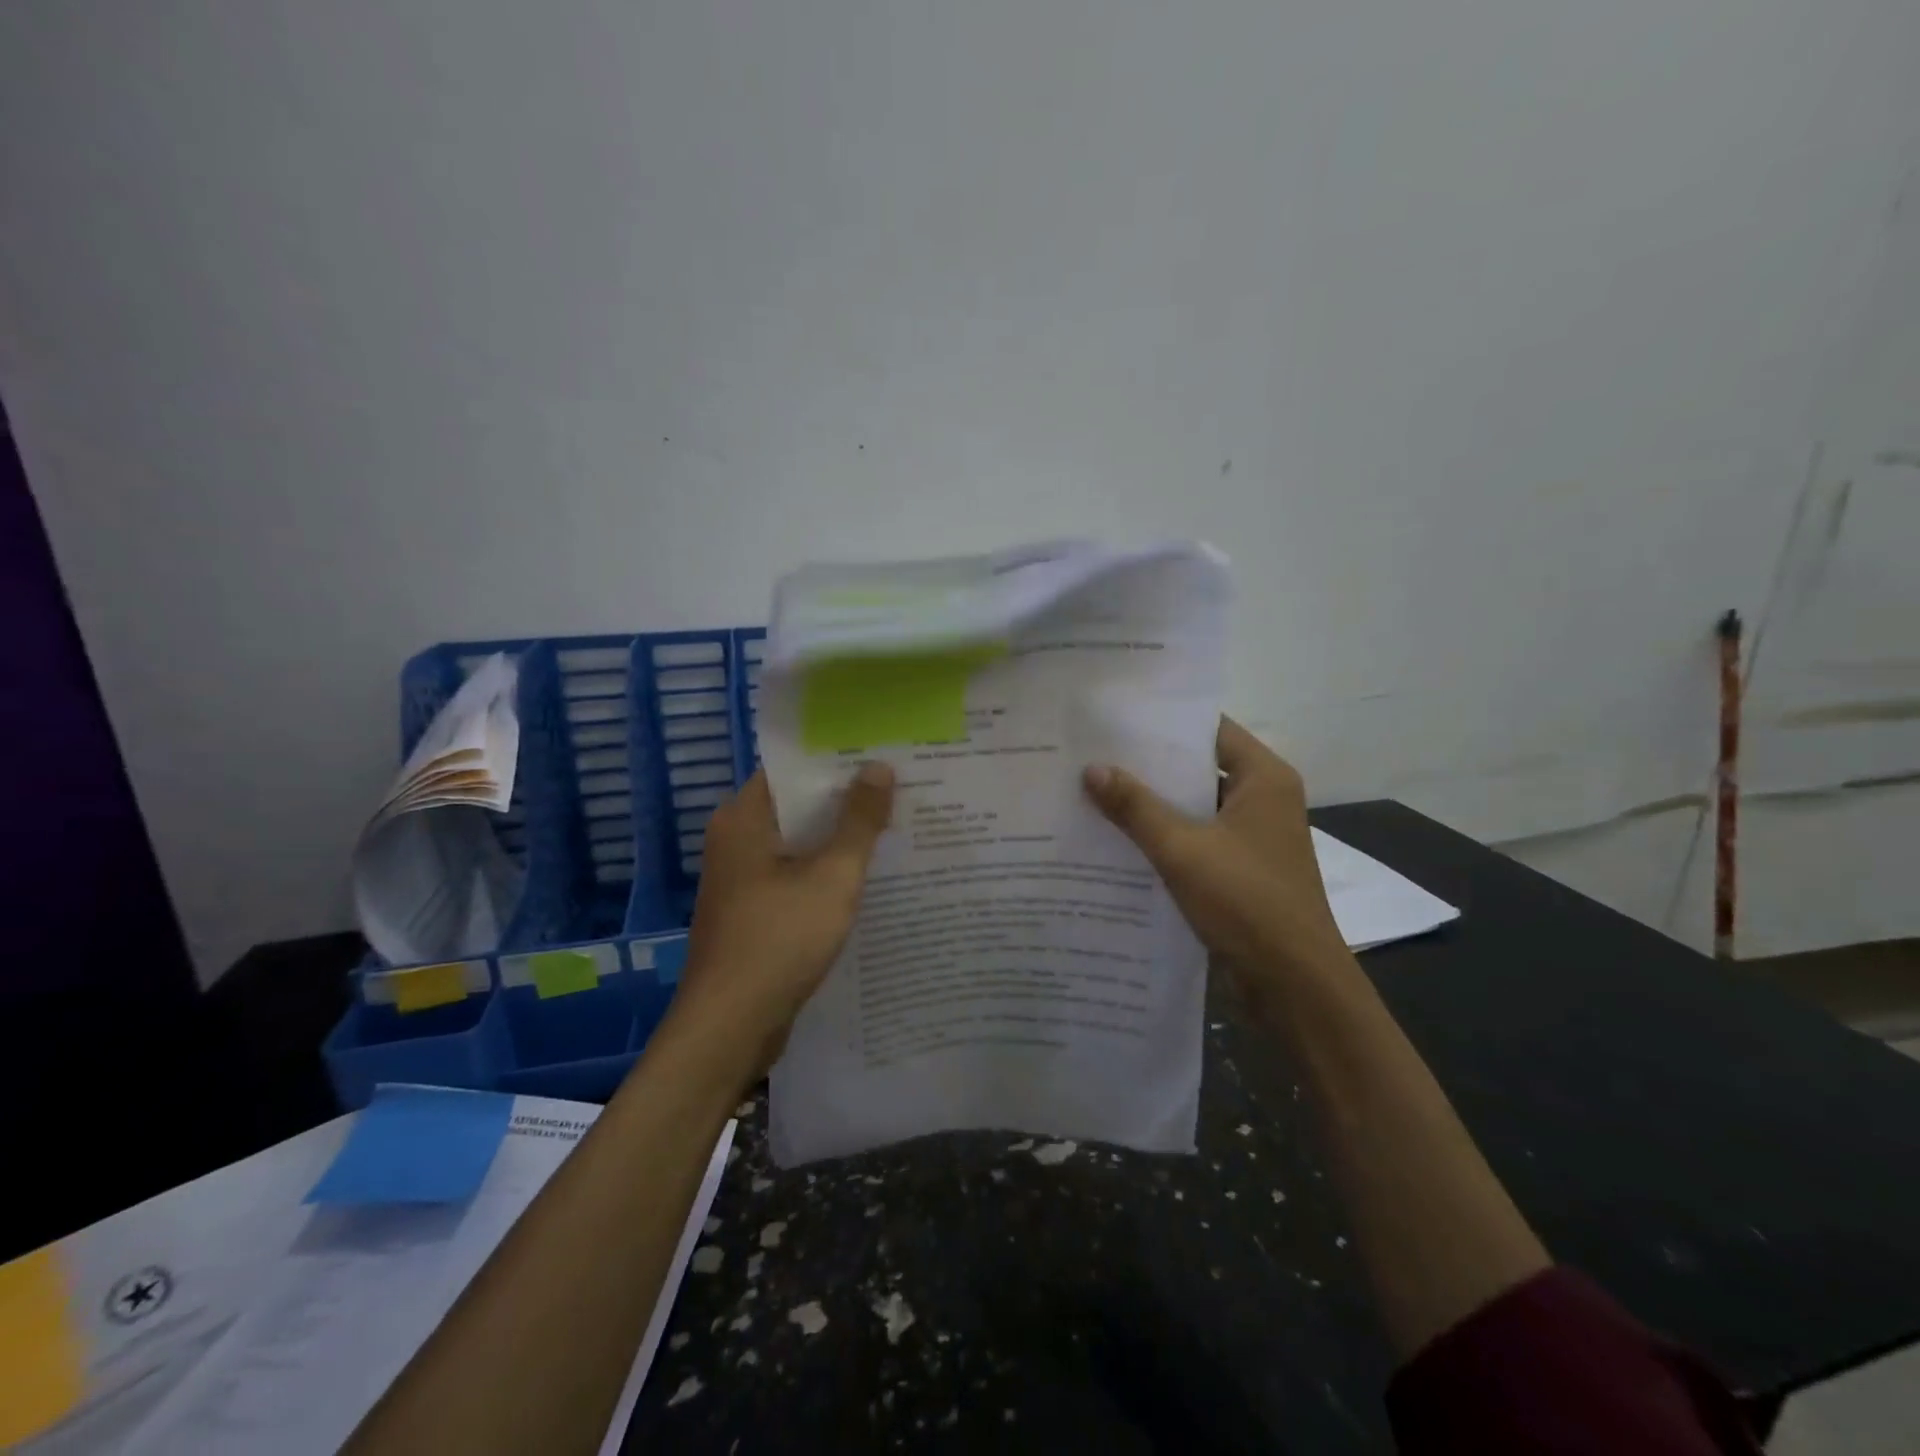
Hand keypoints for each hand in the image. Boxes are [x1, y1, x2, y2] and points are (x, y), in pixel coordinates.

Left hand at [675, 764, 894, 1074]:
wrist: (729, 1027)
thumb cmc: (779, 940)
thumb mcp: (832, 876)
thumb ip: (859, 821)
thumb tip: (879, 766)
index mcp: (743, 819)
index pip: (792, 770)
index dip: (836, 761)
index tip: (882, 755)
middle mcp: (735, 840)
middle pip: (797, 806)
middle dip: (846, 800)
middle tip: (900, 789)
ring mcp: (741, 879)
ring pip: (798, 844)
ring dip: (839, 839)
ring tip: (895, 826)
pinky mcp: (751, 911)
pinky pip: (794, 876)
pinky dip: (825, 872)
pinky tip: (868, 877)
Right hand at [1083, 718, 1351, 1012]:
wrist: (1294, 985)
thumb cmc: (1246, 902)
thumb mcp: (1182, 849)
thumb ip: (1135, 807)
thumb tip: (1091, 768)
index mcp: (1263, 778)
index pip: (1210, 729)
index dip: (1164, 722)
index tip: (1115, 718)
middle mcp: (1262, 799)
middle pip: (1199, 768)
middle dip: (1148, 765)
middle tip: (1092, 753)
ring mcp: (1252, 837)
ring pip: (1194, 807)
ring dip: (1152, 804)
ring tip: (1094, 791)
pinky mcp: (1240, 870)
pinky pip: (1195, 839)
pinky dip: (1162, 837)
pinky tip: (1116, 839)